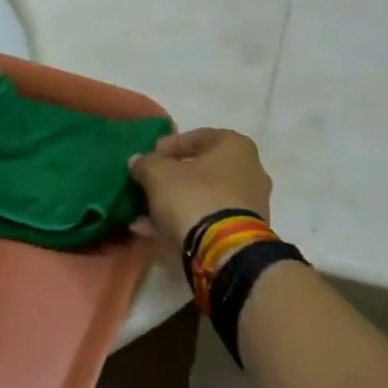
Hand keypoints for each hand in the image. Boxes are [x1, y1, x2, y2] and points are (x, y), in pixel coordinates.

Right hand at [128, 129, 272, 255]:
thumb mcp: (159, 174)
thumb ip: (146, 163)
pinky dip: (184, 222)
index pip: (199, 136)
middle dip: (172, 178)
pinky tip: (154, 232)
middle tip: (148, 184)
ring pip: (204, 198)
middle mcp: (250, 171)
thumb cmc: (194, 197)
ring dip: (175, 203)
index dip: (170, 145)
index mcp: (236, 147)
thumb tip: (137, 162)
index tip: (150, 157)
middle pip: (203, 169)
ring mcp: (249, 205)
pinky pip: (208, 221)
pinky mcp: (243, 233)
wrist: (224, 251)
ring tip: (144, 213)